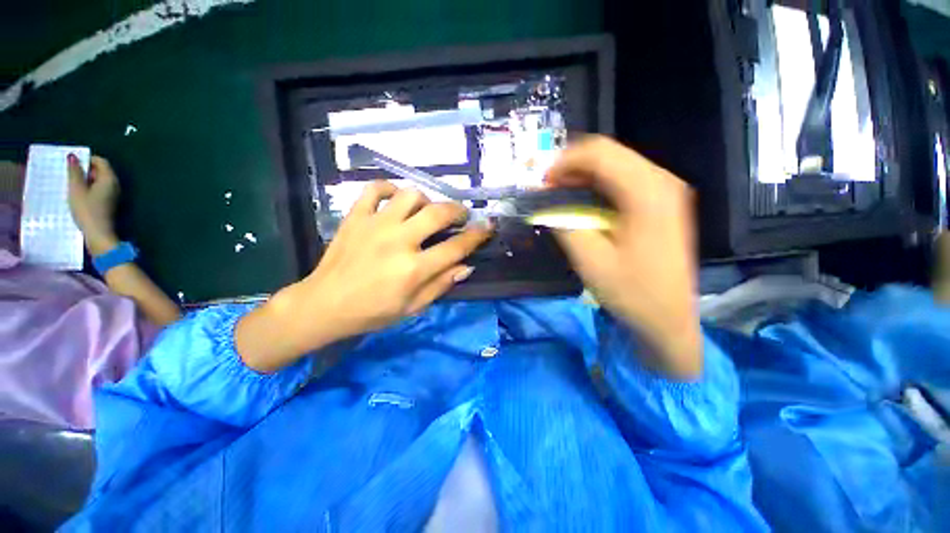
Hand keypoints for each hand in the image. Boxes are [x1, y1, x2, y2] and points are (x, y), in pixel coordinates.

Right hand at [67, 155, 119, 255]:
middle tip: (69, 176)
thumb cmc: (87, 210)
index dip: (86, 160)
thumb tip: (73, 156)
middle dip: (85, 170)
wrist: (99, 234)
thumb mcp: (77, 189)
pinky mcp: (109, 203)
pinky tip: (78, 195)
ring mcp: (114, 194)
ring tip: (71, 186)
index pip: (100, 161)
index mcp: (110, 179)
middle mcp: (115, 185)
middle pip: (100, 170)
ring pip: (99, 181)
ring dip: (86, 180)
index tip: (72, 165)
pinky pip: (99, 190)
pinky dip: (89, 189)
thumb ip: (75, 172)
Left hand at [236, 181, 492, 371]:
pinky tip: (396, 199)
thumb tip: (466, 266)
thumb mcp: (413, 307)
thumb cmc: (373, 311)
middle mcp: (398, 241)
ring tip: (427, 211)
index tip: (488, 225)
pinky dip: (389, 189)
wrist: (325, 304)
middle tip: (461, 215)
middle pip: (437, 213)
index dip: (477, 235)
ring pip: (410, 195)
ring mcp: (375, 225)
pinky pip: (374, 189)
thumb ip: (441, 284)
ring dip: (426, 200)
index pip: (456, 247)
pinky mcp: (355, 217)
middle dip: (457, 210)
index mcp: (414, 269)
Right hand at [547, 136, 701, 377]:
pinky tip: (581, 202)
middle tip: (547, 189)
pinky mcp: (661, 202)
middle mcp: (661, 181)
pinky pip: (624, 180)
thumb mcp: (590, 260)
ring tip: (559, 195)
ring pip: (616, 165)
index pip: (600, 153)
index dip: (564, 162)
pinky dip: (597, 185)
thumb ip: (565, 224)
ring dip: (583, 176)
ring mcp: (665, 190)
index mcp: (647, 192)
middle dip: (572, 167)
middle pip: (609, 153)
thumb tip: (545, 204)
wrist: (668, 318)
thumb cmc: (632, 292)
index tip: (542, 183)